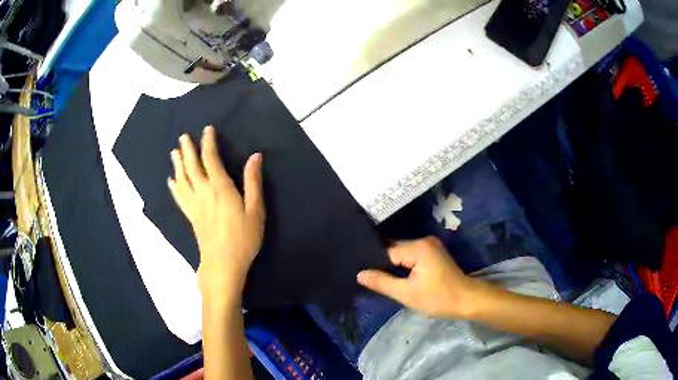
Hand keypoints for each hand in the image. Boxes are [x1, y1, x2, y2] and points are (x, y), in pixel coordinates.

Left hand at [168, 126, 264, 305]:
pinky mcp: (191, 216)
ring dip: (178, 164)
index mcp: (220, 188)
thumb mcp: (255, 210)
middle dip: (188, 150)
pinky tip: (171, 181)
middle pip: (192, 166)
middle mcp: (204, 192)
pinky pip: (179, 197)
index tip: (207, 130)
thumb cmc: (243, 238)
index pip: (211, 159)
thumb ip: (253, 182)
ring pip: (182, 179)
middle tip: (183, 136)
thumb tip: (255, 156)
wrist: (223, 264)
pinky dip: (174, 187)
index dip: (208, 143)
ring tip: (174, 152)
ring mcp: (194, 205)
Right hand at [357, 237, 479, 318]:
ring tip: (382, 280)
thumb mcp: (406, 294)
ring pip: (403, 255)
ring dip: (395, 267)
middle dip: (385, 266)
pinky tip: (399, 278)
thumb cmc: (438, 298)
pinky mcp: (433, 253)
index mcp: (418, 247)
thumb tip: (360, 274)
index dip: (376, 265)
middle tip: (372, 281)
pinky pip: (411, 257)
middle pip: (395, 251)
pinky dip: (404, 267)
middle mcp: (424, 241)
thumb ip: (382, 283)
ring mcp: (430, 246)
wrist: (466, 300)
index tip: (366, 276)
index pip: (387, 252)